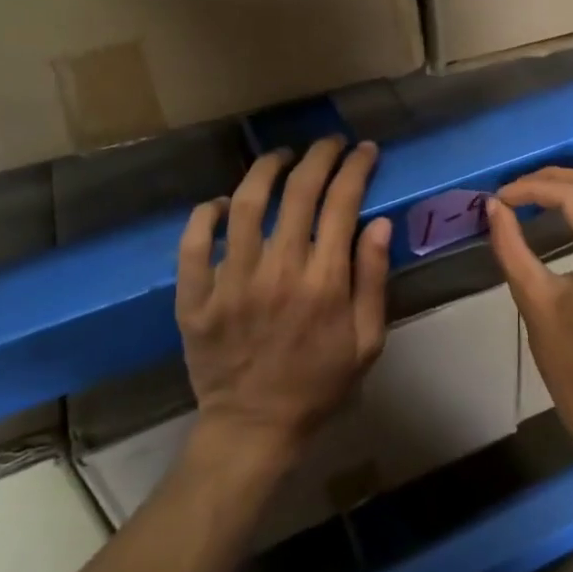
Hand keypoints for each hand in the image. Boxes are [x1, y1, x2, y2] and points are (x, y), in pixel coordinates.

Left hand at [176, 139, 390, 465]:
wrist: (254, 428)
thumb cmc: (319, 384)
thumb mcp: (367, 341)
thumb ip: (374, 280)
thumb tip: (379, 223)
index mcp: (324, 282)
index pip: (342, 204)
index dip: (356, 168)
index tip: (364, 150)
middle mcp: (278, 272)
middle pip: (299, 192)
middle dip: (319, 156)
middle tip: (328, 143)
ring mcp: (231, 283)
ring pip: (246, 205)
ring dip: (265, 170)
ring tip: (281, 157)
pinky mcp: (195, 298)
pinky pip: (193, 243)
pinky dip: (205, 214)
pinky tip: (223, 203)